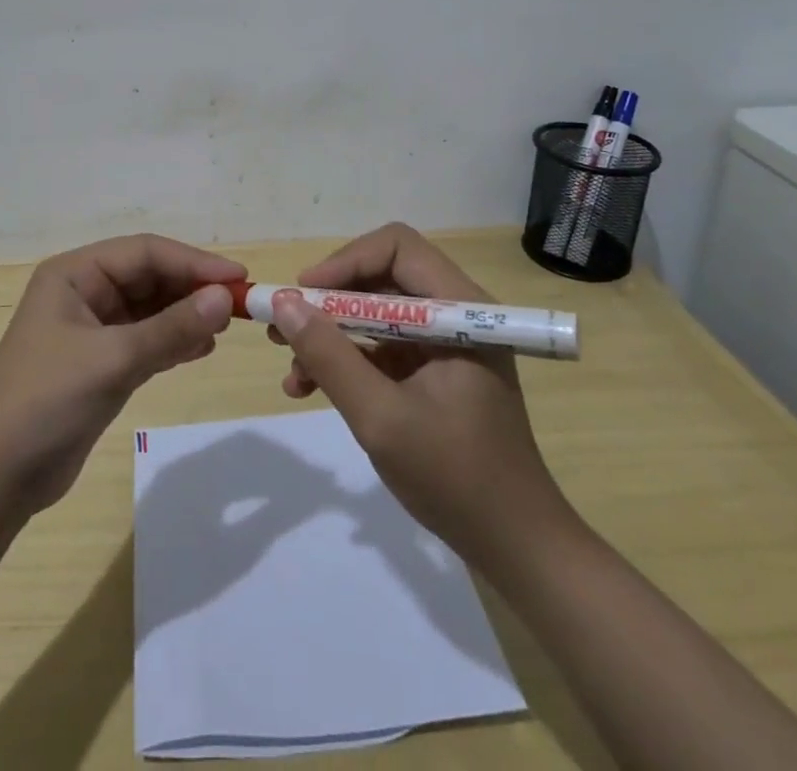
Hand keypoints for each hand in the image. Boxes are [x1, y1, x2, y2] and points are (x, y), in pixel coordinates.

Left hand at [0, 234, 244, 516]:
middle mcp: (83, 293)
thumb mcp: (112, 359)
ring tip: (224, 327)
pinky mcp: (98, 364)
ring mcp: (90, 329)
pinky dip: (173, 341)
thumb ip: (171, 328)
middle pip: (149, 277)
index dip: (193, 261)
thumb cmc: (45, 402)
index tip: (238, 278)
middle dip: (192, 288)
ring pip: (150, 309)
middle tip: (239, 306)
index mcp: (74, 274)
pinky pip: (145, 339)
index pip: (144, 252)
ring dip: (186, 314)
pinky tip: (201, 349)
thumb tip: (226, 297)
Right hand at [268, 223, 563, 559]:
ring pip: (374, 312)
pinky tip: (308, 387)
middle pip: (380, 278)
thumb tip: (282, 303)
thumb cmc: (456, 479)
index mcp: (461, 312)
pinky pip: (380, 346)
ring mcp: (444, 343)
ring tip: (289, 366)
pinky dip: (345, 360)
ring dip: (329, 334)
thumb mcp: (381, 417)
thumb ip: (330, 357)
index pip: (397, 248)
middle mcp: (456, 315)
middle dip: (327, 301)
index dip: (345, 262)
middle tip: (282, 325)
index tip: (304, 295)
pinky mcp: (433, 370)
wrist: (515, 547)